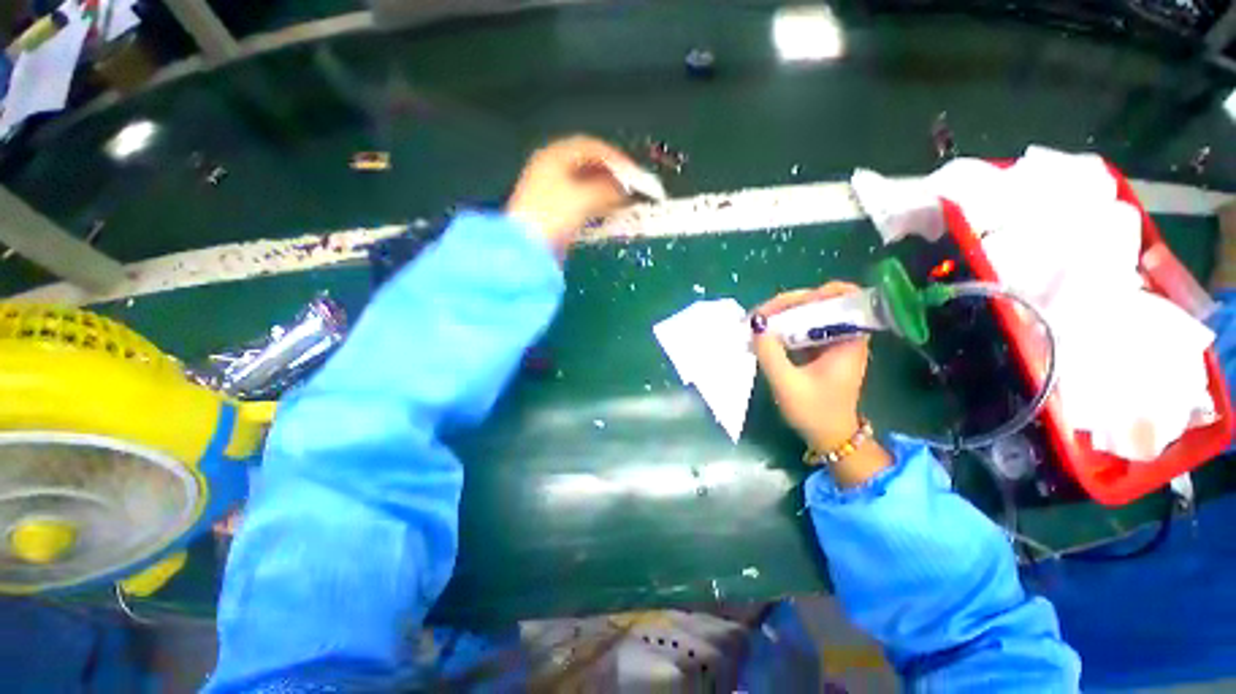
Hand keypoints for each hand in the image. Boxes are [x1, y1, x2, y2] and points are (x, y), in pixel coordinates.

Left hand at [506, 135, 637, 256]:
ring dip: (604, 190)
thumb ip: (607, 190)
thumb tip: (624, 189)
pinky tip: (606, 212)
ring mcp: (549, 189)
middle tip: (630, 188)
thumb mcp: (584, 198)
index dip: (615, 158)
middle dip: (611, 175)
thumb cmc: (554, 216)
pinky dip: (594, 202)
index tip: (633, 173)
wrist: (527, 247)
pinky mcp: (552, 210)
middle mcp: (550, 167)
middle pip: (587, 164)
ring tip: (622, 201)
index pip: (591, 146)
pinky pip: (579, 199)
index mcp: (555, 155)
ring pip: (584, 183)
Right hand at [751, 282, 870, 451]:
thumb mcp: (788, 384)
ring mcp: (830, 342)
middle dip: (790, 303)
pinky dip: (783, 326)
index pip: (846, 298)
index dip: (821, 292)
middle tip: (761, 315)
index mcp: (849, 341)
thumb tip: (754, 325)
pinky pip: (801, 328)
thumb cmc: (814, 412)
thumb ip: (770, 354)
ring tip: (757, 322)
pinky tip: (764, 333)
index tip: (793, 303)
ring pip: (808, 314)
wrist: (828, 437)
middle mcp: (843, 335)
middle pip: (821, 302)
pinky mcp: (818, 350)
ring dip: (783, 314)